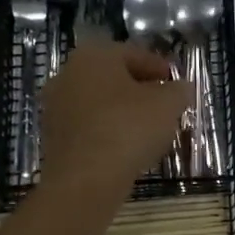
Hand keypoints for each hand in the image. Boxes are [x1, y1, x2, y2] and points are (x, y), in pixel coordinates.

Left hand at [38, 40, 192, 196]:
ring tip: (149, 131)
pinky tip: (126, 148)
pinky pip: (89, 127)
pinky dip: (108, 132)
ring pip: (100, 104)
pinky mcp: (53, 137)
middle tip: (165, 107)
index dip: (160, 68)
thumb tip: (181, 88)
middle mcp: (68, 74)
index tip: (177, 84)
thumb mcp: (168, 105)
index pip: (135, 54)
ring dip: (123, 113)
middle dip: (141, 90)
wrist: (85, 179)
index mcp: (94, 55)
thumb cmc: (128, 129)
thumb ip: (178, 90)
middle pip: (114, 78)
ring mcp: (56, 106)